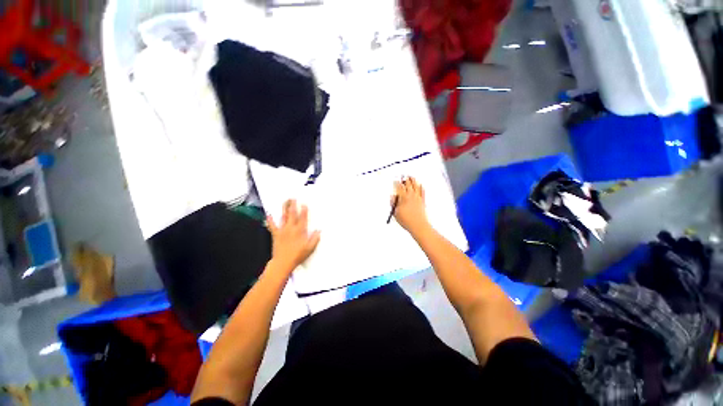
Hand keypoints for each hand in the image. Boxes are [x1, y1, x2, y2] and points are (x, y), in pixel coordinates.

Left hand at [267, 200, 320, 272]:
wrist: (283, 263)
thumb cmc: (297, 256)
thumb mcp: (310, 248)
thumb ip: (315, 239)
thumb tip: (318, 231)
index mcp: (300, 231)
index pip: (303, 218)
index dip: (304, 210)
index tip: (304, 204)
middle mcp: (291, 228)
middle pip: (292, 214)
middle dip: (293, 205)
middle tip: (293, 198)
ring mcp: (283, 231)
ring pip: (284, 217)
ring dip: (284, 208)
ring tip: (285, 202)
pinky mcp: (276, 234)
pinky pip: (272, 226)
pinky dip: (270, 220)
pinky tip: (269, 214)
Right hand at [392, 176, 429, 233]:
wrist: (418, 225)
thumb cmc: (406, 220)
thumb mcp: (395, 212)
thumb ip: (393, 203)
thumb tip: (392, 197)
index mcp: (403, 198)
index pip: (399, 187)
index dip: (397, 183)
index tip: (395, 180)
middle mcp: (411, 196)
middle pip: (408, 185)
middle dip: (405, 180)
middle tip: (403, 176)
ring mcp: (418, 198)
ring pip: (415, 186)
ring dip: (413, 181)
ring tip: (411, 177)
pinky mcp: (422, 201)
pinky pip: (422, 192)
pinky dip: (421, 187)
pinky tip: (421, 185)